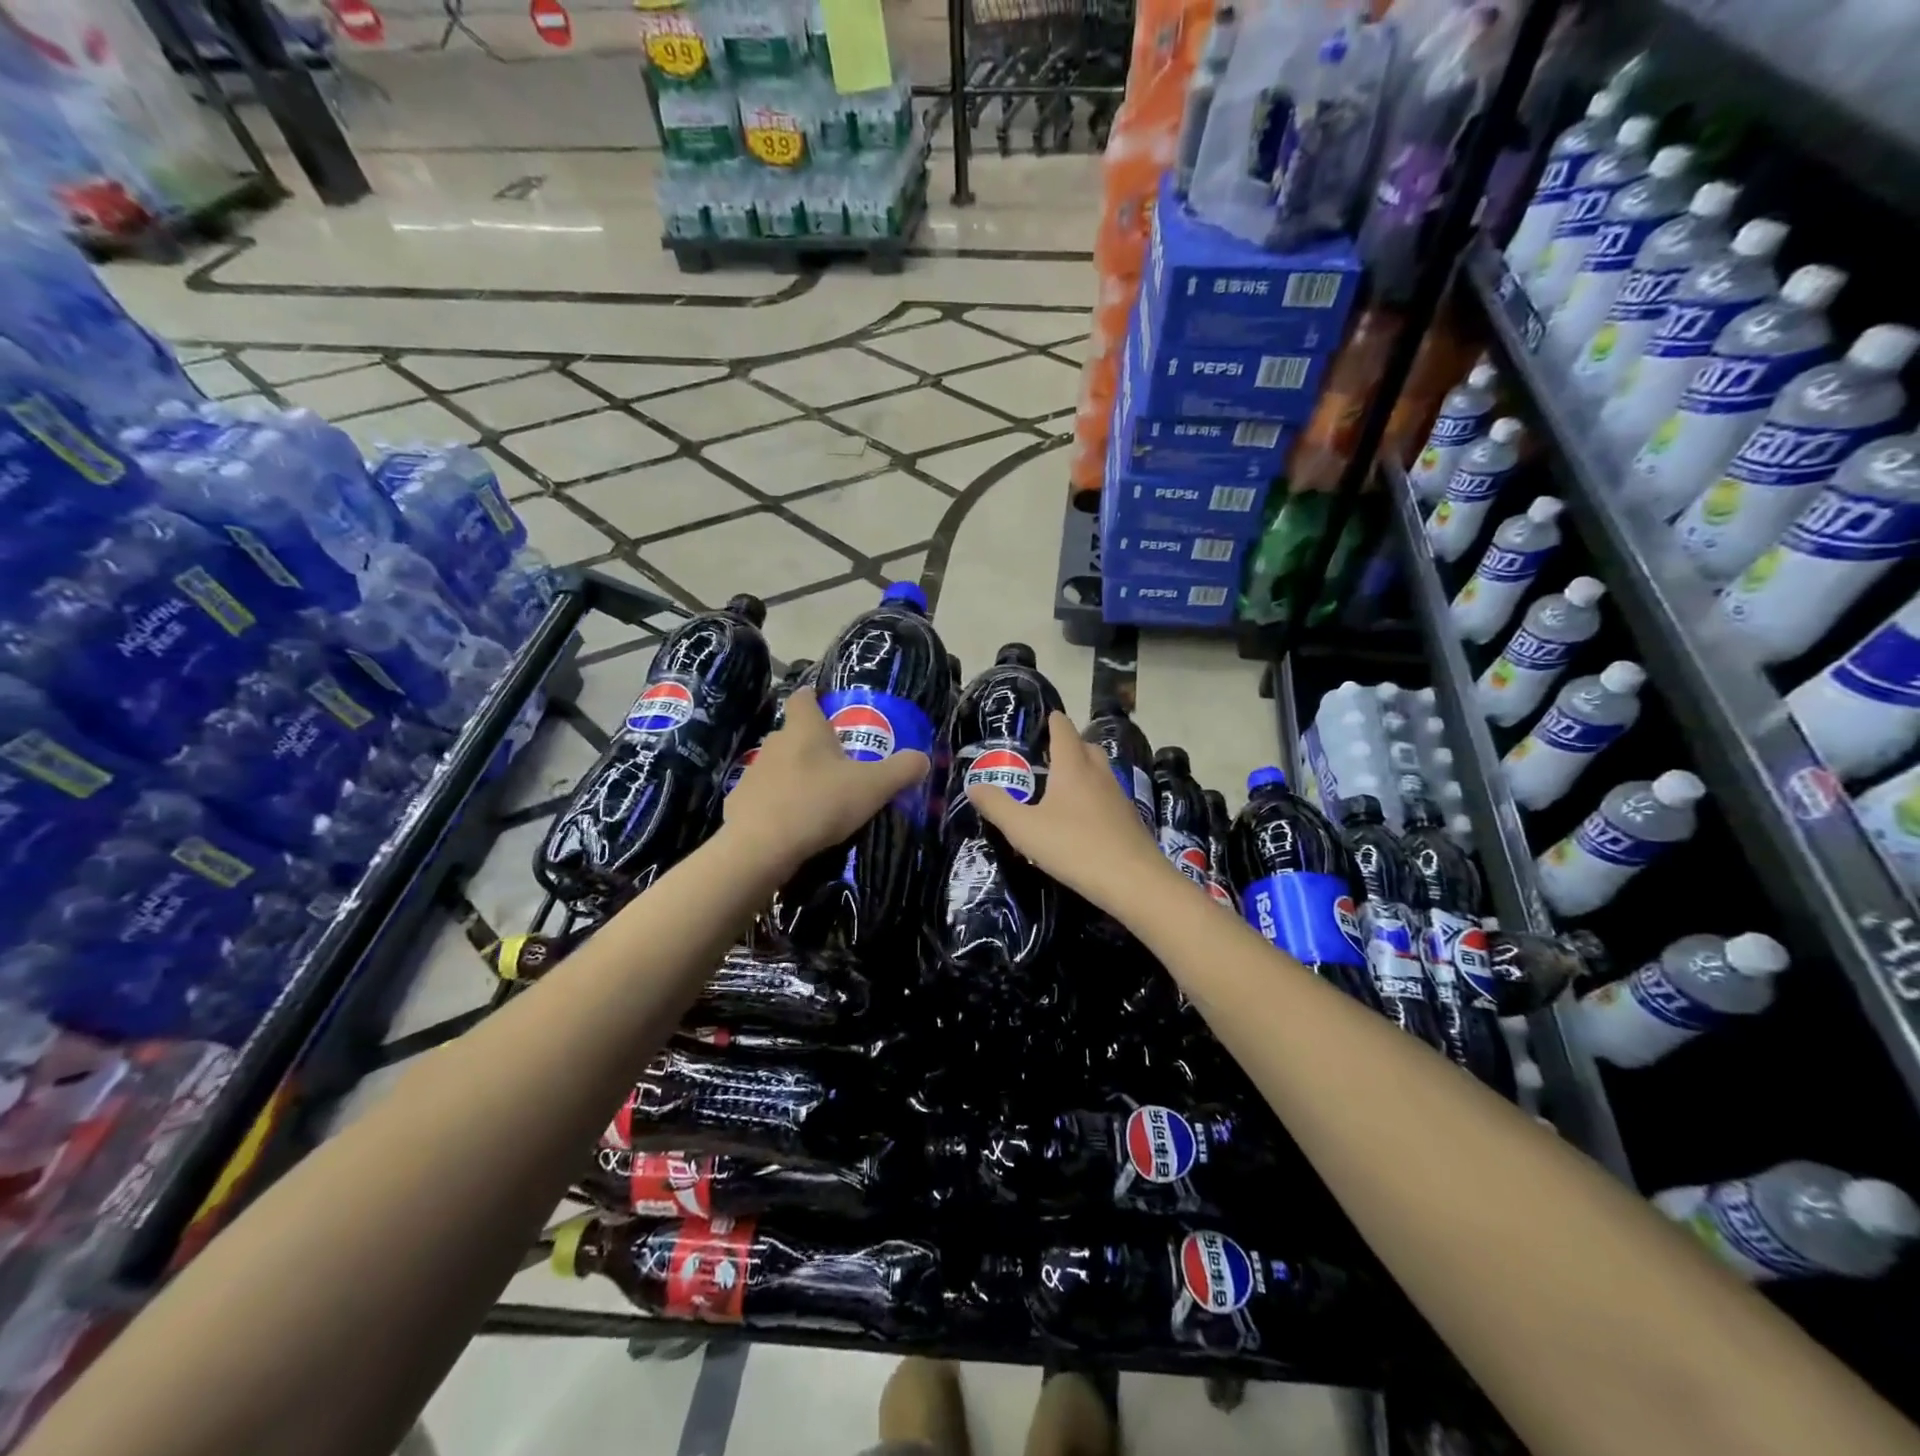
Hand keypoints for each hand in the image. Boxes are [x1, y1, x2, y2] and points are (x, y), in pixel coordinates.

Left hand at [723, 686, 928, 874]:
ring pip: (779, 766)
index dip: (814, 697)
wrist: (759, 848)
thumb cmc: (819, 803)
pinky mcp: (740, 804)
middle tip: (838, 762)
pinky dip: (779, 804)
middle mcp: (774, 744)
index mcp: (804, 729)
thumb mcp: (873, 787)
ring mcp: (753, 774)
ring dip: (796, 775)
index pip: (803, 698)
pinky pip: (765, 797)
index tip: (825, 704)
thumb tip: (922, 759)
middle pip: (793, 734)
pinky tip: (794, 824)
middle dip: (813, 744)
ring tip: (819, 797)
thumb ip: (902, 770)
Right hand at [966, 710, 1177, 916]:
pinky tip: (1083, 818)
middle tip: (1048, 756)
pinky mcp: (1129, 819)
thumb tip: (973, 786)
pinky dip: (1094, 796)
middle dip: (1069, 745)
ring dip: (1083, 770)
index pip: (1064, 730)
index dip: (1054, 721)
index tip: (1046, 718)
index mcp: (1072, 767)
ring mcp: (1118, 796)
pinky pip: (1108, 795)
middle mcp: (1098, 774)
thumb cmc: (1073, 847)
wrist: (1133, 880)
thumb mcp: (1024, 829)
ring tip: (1062, 787)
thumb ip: (997, 806)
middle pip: (1086, 746)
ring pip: (1100, 771)